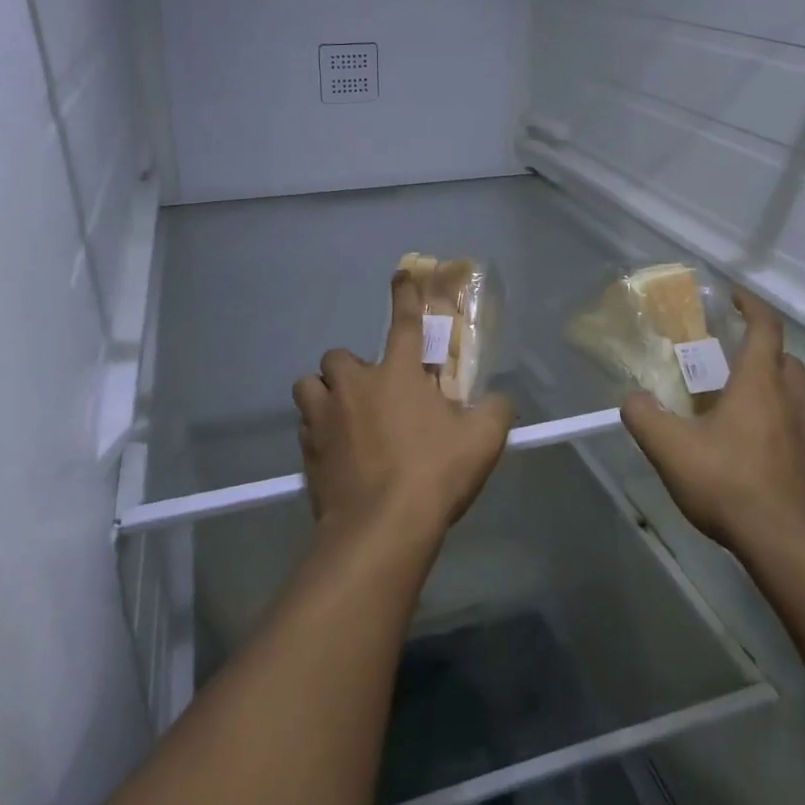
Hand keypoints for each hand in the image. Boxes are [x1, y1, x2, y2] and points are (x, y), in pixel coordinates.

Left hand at [293, 272, 515, 543]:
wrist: (381, 528)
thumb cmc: (434, 473)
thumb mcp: (482, 440)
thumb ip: (494, 411)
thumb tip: (498, 400)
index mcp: (397, 373)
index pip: (403, 322)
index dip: (404, 296)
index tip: (400, 275)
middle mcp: (354, 386)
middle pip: (338, 357)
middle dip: (351, 369)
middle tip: (371, 394)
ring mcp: (324, 418)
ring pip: (310, 388)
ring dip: (324, 396)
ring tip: (343, 418)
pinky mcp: (306, 453)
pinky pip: (306, 429)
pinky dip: (318, 435)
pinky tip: (337, 456)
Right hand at [620, 289, 804, 554]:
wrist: (789, 544)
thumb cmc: (729, 485)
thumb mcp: (670, 450)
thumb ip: (644, 417)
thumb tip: (632, 398)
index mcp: (760, 382)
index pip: (765, 327)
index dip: (750, 305)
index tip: (733, 296)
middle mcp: (795, 396)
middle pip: (786, 356)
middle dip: (762, 347)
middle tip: (732, 357)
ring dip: (786, 379)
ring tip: (761, 393)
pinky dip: (800, 412)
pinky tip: (778, 434)